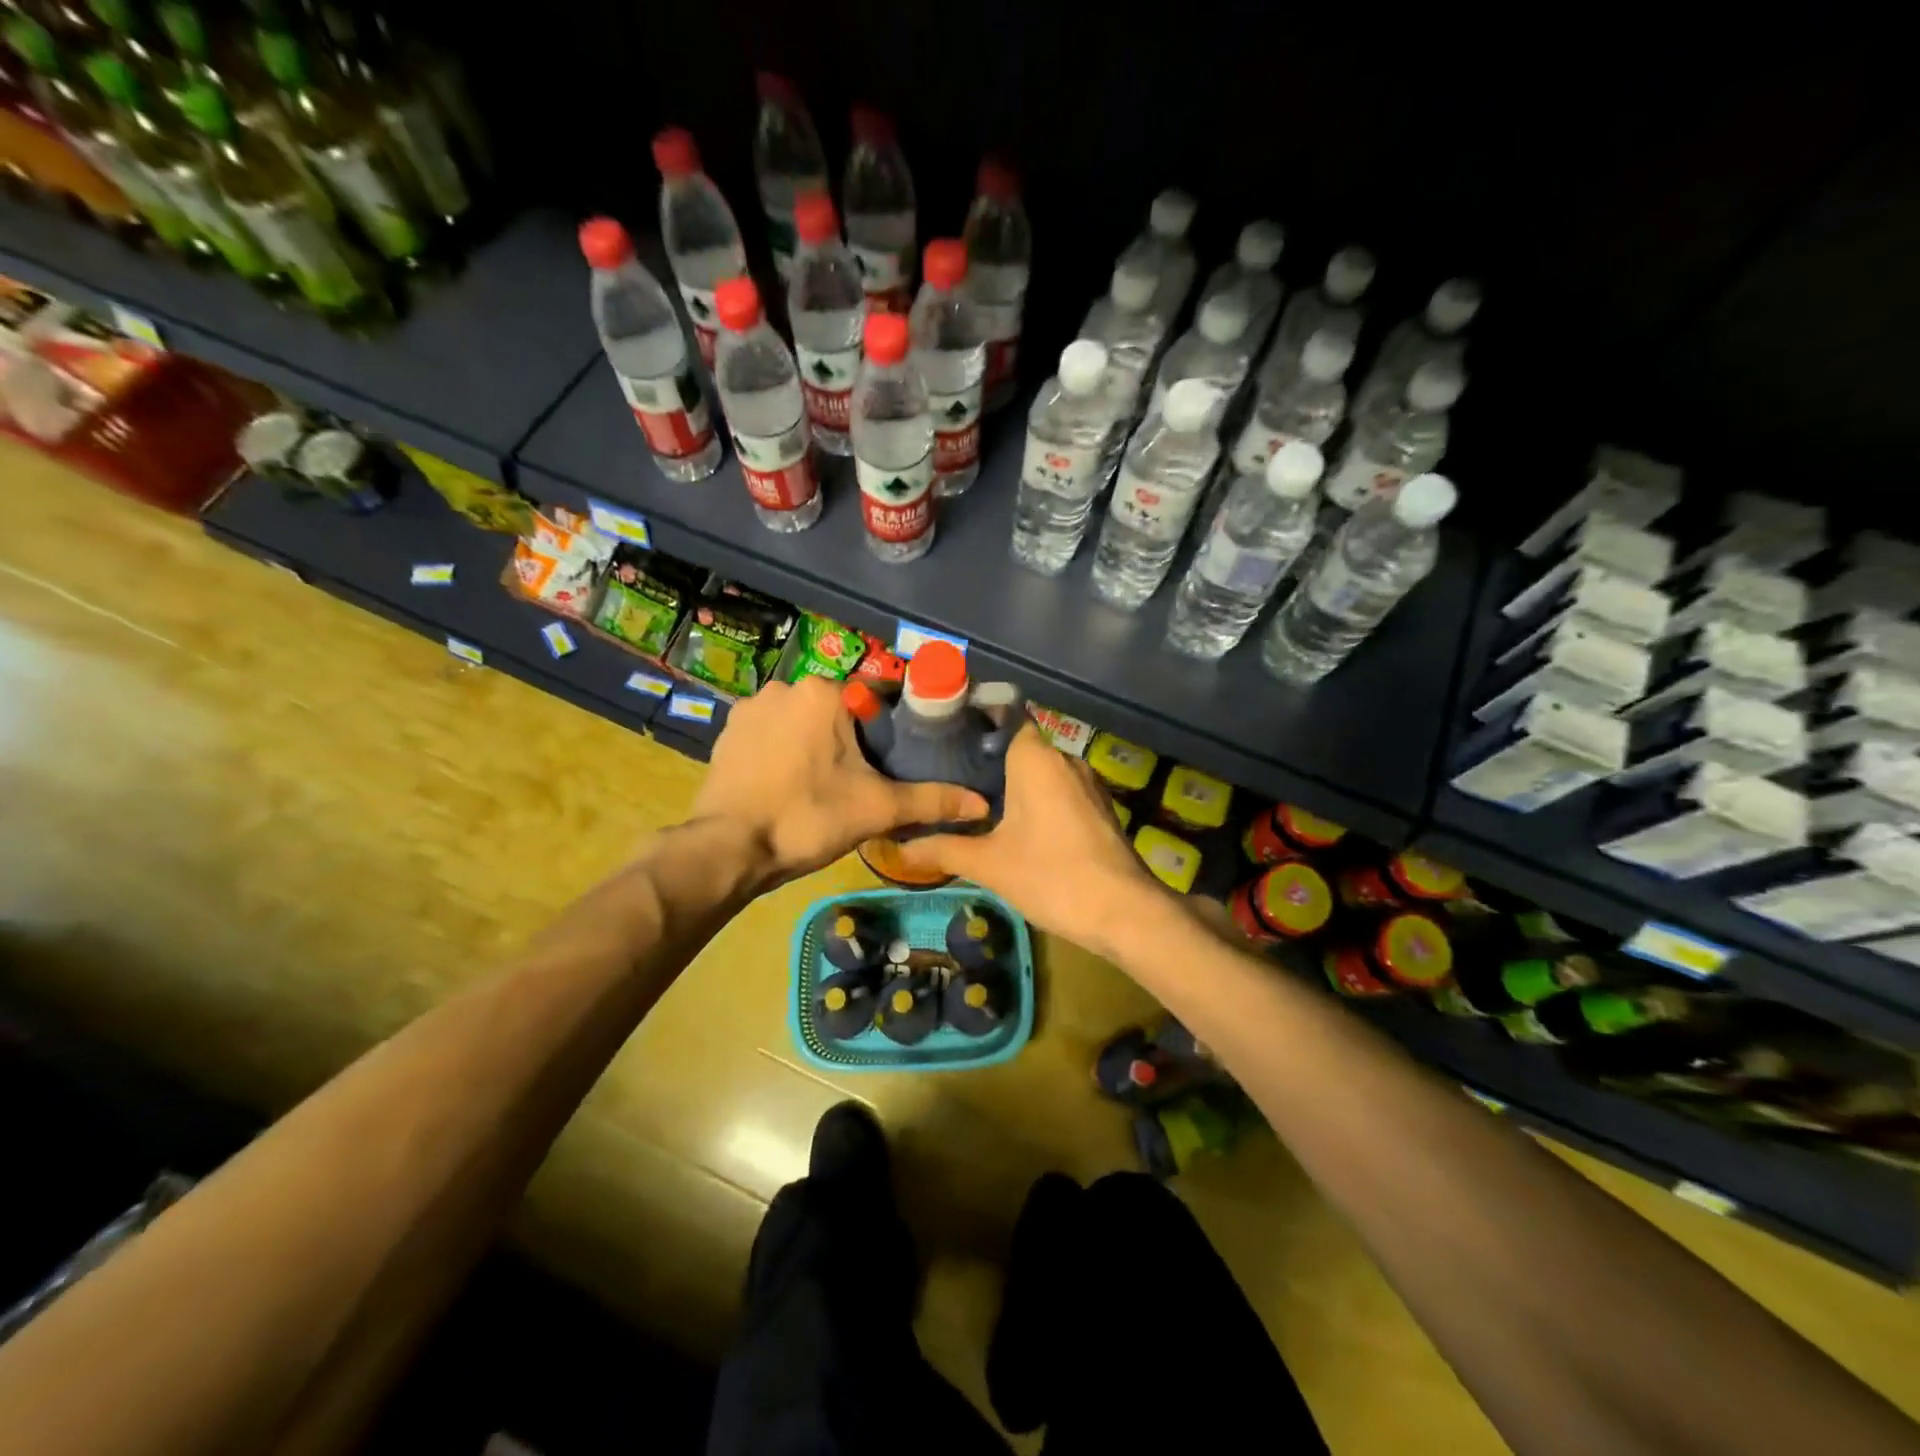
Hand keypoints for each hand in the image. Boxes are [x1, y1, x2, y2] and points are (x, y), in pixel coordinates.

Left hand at [692, 675, 987, 888]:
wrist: (729, 848)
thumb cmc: (808, 818)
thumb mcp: (877, 808)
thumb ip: (931, 800)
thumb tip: (981, 803)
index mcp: (826, 693)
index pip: (877, 698)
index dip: (891, 730)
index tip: (895, 760)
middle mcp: (786, 686)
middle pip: (839, 709)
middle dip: (851, 738)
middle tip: (861, 779)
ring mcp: (751, 707)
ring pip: (803, 720)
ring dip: (815, 742)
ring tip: (823, 784)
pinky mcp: (727, 731)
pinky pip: (771, 733)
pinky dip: (783, 750)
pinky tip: (788, 782)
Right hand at [894, 723, 1157, 954]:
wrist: (1123, 911)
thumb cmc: (1051, 875)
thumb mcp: (988, 864)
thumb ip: (942, 848)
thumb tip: (896, 849)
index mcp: (1035, 758)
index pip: (1004, 717)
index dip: (976, 724)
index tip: (946, 738)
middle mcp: (1064, 759)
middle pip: (1020, 746)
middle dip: (988, 759)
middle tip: (948, 775)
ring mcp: (1087, 783)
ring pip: (1042, 771)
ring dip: (1014, 782)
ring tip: (975, 800)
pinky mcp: (1100, 807)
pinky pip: (1060, 790)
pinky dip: (1037, 798)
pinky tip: (1016, 824)